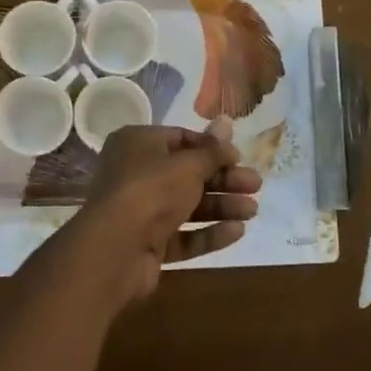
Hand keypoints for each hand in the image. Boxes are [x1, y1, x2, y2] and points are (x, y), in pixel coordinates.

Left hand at [60, 122, 261, 309]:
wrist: (115, 249)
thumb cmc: (151, 190)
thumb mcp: (188, 165)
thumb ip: (212, 150)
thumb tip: (227, 121)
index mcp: (138, 144)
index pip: (180, 139)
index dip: (211, 149)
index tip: (239, 158)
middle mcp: (136, 174)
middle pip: (187, 174)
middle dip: (223, 180)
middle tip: (256, 185)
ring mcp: (141, 212)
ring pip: (187, 206)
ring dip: (221, 206)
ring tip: (253, 210)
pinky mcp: (147, 245)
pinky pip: (182, 235)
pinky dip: (208, 233)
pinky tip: (237, 231)